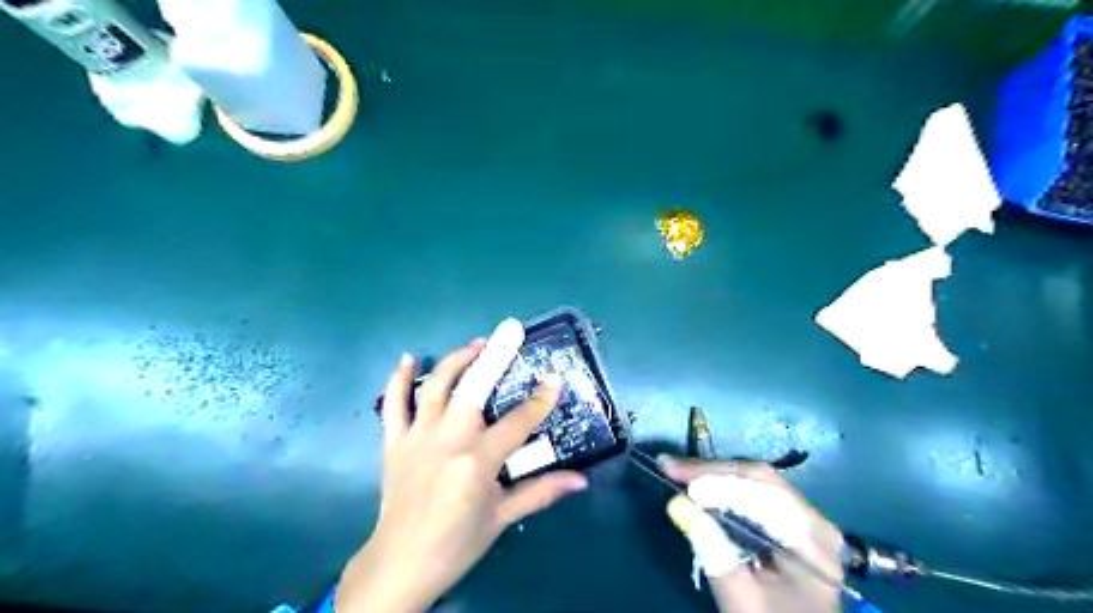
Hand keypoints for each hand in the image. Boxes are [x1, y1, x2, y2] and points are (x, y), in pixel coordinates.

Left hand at [337, 321, 589, 612]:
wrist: (401, 562)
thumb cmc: (457, 542)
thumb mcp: (503, 517)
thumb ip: (541, 492)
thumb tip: (581, 480)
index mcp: (478, 461)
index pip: (518, 422)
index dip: (540, 400)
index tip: (556, 378)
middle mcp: (448, 440)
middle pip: (474, 389)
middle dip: (495, 357)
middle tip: (510, 331)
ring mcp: (418, 437)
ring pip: (437, 387)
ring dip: (456, 360)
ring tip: (476, 343)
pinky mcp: (394, 442)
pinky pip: (393, 404)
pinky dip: (399, 379)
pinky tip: (410, 358)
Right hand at [657, 458, 843, 611]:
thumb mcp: (741, 599)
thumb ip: (712, 550)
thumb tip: (677, 503)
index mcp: (812, 542)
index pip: (760, 494)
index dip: (714, 480)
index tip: (672, 474)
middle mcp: (815, 521)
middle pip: (759, 479)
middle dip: (711, 470)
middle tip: (669, 466)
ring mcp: (807, 519)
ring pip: (757, 480)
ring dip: (715, 475)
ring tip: (678, 471)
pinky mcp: (794, 521)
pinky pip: (758, 492)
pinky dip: (726, 486)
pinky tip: (702, 486)